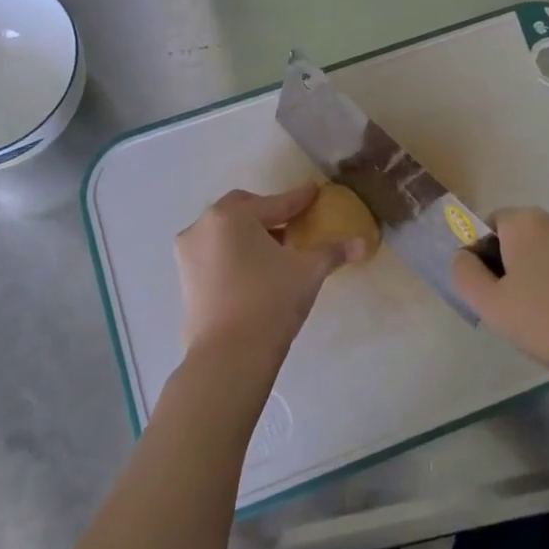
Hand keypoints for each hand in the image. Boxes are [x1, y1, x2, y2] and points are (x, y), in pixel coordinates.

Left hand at [174, 185, 368, 375]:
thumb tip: (363, 242)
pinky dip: (234, 253)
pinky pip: (214, 253)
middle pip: (242, 210)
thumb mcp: (308, 272)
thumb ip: (333, 251)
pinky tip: (254, 270)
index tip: (314, 191)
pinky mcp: (184, 278)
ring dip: (249, 234)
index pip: (275, 203)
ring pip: (225, 232)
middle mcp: (204, 226)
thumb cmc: (270, 301)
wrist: (228, 356)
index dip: (298, 199)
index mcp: (232, 216)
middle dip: (268, 212)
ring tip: (275, 250)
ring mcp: (188, 253)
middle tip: (292, 222)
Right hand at [450, 207, 548, 388]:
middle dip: (510, 274)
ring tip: (547, 326)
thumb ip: (465, 275)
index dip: (481, 260)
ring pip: (543, 259)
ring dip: (537, 285)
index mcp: (523, 221)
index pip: (486, 227)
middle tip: (515, 315)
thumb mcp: (494, 305)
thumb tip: (464, 256)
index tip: (492, 297)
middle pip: (516, 241)